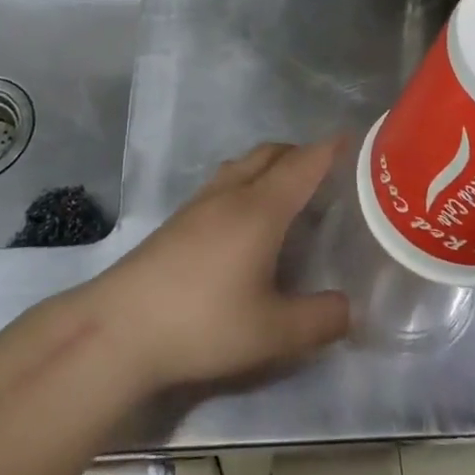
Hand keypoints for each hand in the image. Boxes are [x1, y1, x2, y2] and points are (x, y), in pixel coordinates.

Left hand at [80, 141, 348, 391]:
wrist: (120, 327)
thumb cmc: (203, 322)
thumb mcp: (272, 333)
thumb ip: (319, 320)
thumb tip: (350, 308)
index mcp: (261, 208)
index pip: (303, 163)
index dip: (330, 149)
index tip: (353, 141)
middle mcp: (232, 193)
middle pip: (272, 153)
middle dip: (301, 153)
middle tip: (326, 173)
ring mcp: (200, 202)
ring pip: (244, 164)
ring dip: (271, 164)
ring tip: (287, 192)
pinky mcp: (178, 219)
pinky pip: (224, 181)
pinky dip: (247, 181)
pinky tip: (244, 219)